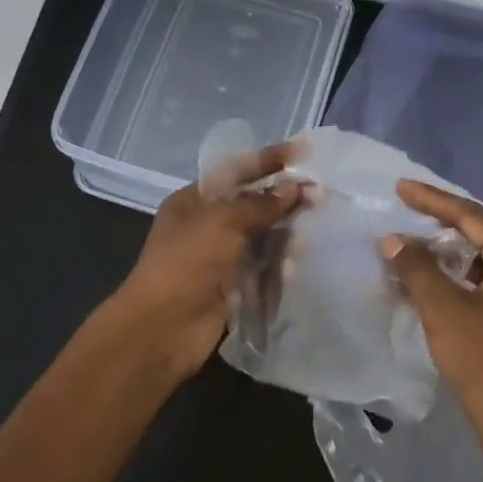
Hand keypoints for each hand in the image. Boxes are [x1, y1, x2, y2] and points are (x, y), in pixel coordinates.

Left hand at [108, 143, 301, 385]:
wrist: (162, 328)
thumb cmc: (187, 263)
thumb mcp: (222, 222)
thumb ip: (261, 204)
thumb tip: (295, 189)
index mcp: (193, 201)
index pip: (236, 171)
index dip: (268, 160)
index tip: (303, 153)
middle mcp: (206, 226)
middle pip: (252, 206)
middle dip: (283, 201)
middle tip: (320, 197)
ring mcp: (219, 259)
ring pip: (260, 239)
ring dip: (284, 236)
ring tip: (309, 234)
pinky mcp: (231, 289)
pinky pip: (261, 271)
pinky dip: (277, 267)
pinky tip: (293, 268)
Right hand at [382, 179, 482, 458]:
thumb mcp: (445, 311)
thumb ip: (417, 269)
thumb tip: (394, 239)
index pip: (472, 215)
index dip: (433, 200)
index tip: (400, 187)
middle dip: (443, 221)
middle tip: (407, 209)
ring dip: (450, 251)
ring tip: (415, 242)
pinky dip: (460, 276)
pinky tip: (434, 282)